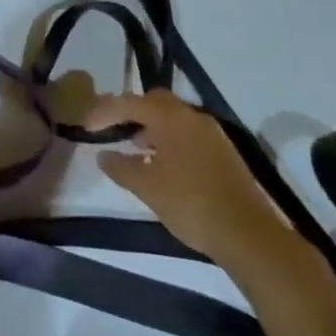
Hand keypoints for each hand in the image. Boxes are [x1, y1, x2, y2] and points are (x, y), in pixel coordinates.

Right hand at [87, 89, 312, 272]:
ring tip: (135, 148)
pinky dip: (170, 139)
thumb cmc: (191, 204)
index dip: (105, 111)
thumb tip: (103, 154)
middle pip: (155, 102)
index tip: (87, 126)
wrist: (248, 233)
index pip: (129, 103)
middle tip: (114, 128)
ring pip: (174, 117)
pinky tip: (163, 164)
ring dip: (152, 126)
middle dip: (132, 111)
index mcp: (170, 117)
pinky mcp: (224, 151)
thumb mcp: (148, 188)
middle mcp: (191, 116)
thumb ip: (122, 167)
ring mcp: (212, 133)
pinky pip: (188, 133)